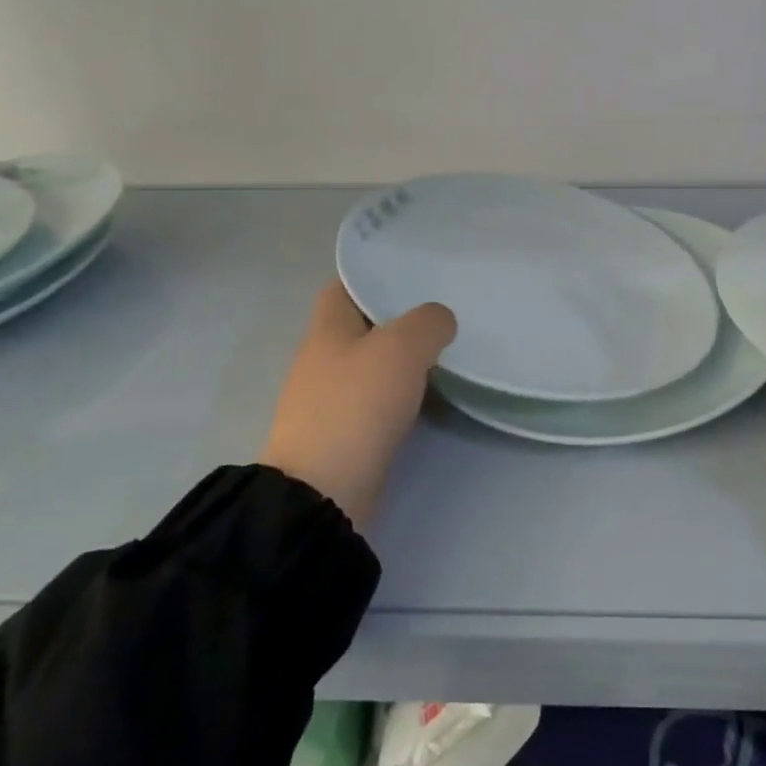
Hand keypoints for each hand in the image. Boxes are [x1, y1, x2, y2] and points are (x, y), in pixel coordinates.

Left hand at [259, 281, 456, 529]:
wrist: (324, 491)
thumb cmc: (357, 405)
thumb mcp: (402, 348)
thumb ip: (428, 323)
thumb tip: (440, 321)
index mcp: (326, 330)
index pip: (342, 287)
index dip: (372, 276)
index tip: (412, 274)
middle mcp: (322, 360)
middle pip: (360, 326)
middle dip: (397, 318)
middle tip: (441, 312)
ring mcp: (330, 400)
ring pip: (371, 365)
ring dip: (400, 359)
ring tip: (444, 349)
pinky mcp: (343, 435)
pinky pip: (375, 401)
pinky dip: (399, 394)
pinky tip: (428, 394)